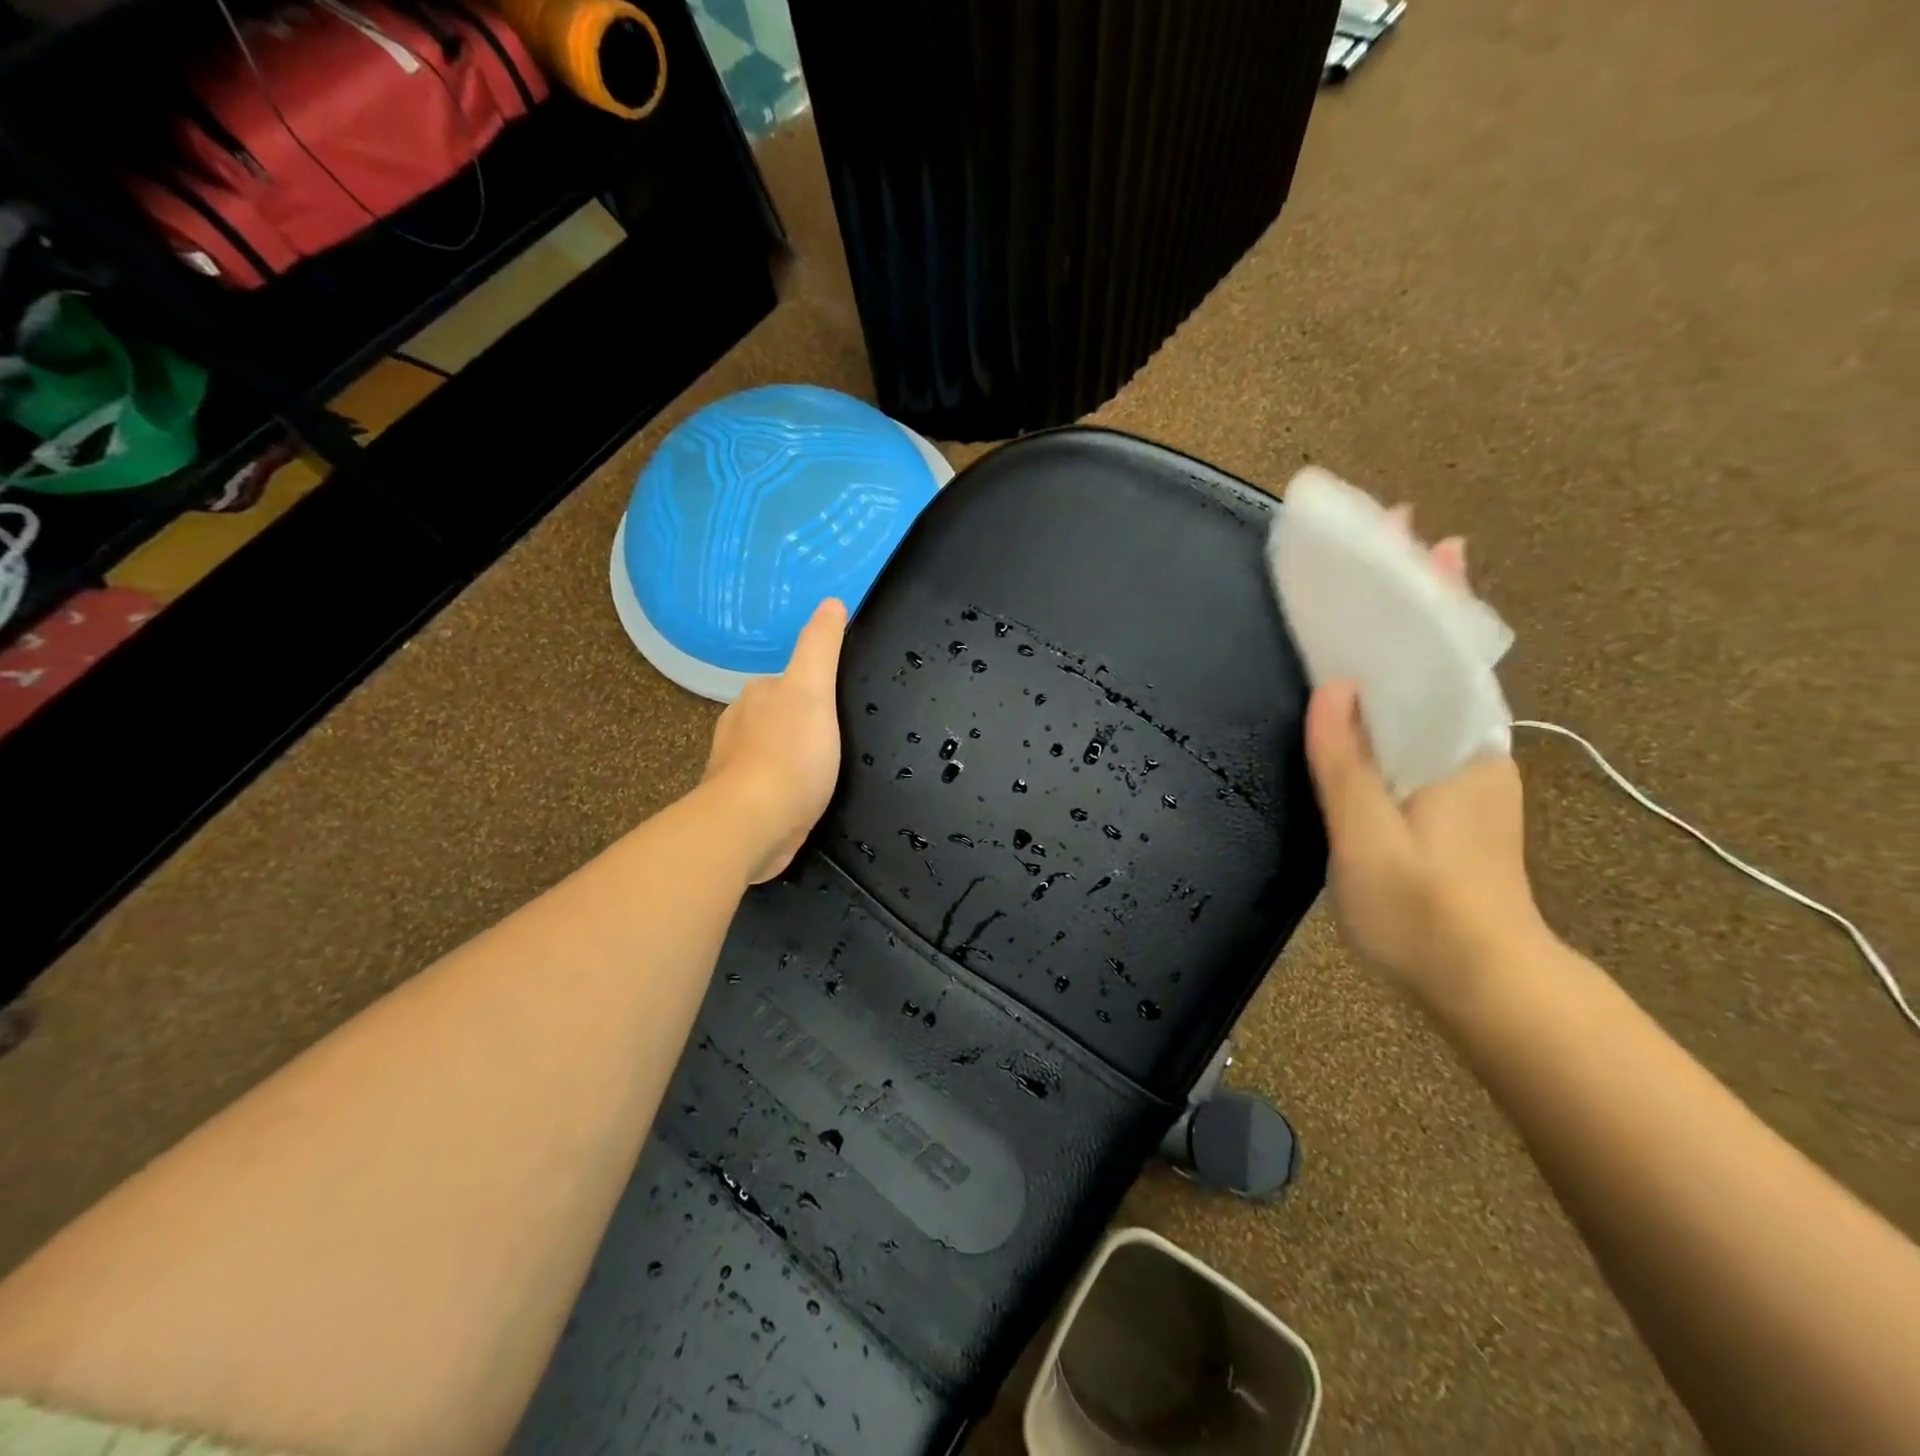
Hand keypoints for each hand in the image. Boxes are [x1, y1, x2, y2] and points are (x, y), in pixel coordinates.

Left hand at [702, 598, 848, 882]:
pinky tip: (805, 799)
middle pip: (781, 715)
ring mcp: (737, 766)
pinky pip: (772, 785)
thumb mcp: (813, 689)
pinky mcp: (744, 803)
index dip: (817, 689)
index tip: (843, 706)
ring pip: (774, 751)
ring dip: (796, 756)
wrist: (753, 824)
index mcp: (757, 694)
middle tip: (843, 739)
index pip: (790, 681)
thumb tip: (831, 602)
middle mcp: (740, 724)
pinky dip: (788, 787)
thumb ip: (820, 646)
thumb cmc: (789, 754)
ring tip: (828, 770)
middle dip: (806, 724)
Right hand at [1302, 521, 1547, 1002]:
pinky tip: (1384, 671)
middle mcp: (1471, 746)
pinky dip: (1408, 673)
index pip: (1442, 654)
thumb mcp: (1372, 843)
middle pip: (1446, 654)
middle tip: (1403, 534)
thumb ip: (1350, 766)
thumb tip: (1333, 689)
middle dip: (1426, 593)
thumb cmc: (1425, 916)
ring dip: (1417, 627)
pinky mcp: (1449, 788)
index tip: (1421, 535)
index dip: (1428, 595)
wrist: (1485, 982)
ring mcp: (1464, 767)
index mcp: (1458, 751)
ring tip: (1394, 582)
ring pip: (1438, 681)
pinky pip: (1426, 711)